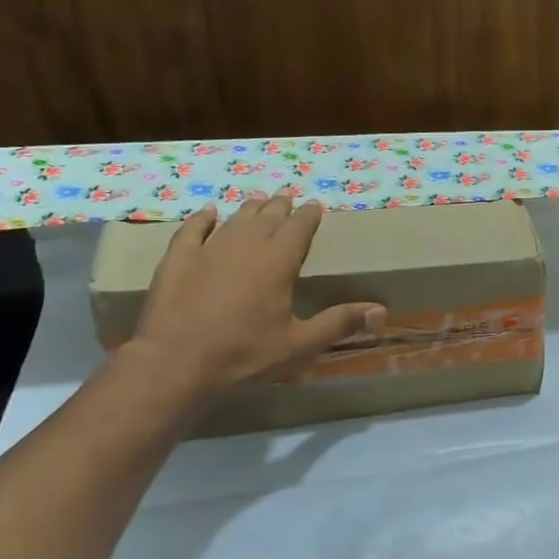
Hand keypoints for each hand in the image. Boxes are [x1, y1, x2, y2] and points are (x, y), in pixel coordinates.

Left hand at [127, 199, 384, 397]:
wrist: (176, 362)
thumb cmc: (245, 354)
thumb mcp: (300, 344)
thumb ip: (340, 323)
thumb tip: (382, 311)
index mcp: (278, 262)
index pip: (299, 228)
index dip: (309, 216)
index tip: (315, 205)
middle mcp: (245, 246)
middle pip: (267, 218)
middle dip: (280, 207)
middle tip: (288, 196)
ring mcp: (208, 250)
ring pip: (234, 220)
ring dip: (249, 209)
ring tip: (258, 199)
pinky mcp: (178, 260)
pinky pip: (192, 230)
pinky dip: (202, 219)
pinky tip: (208, 213)